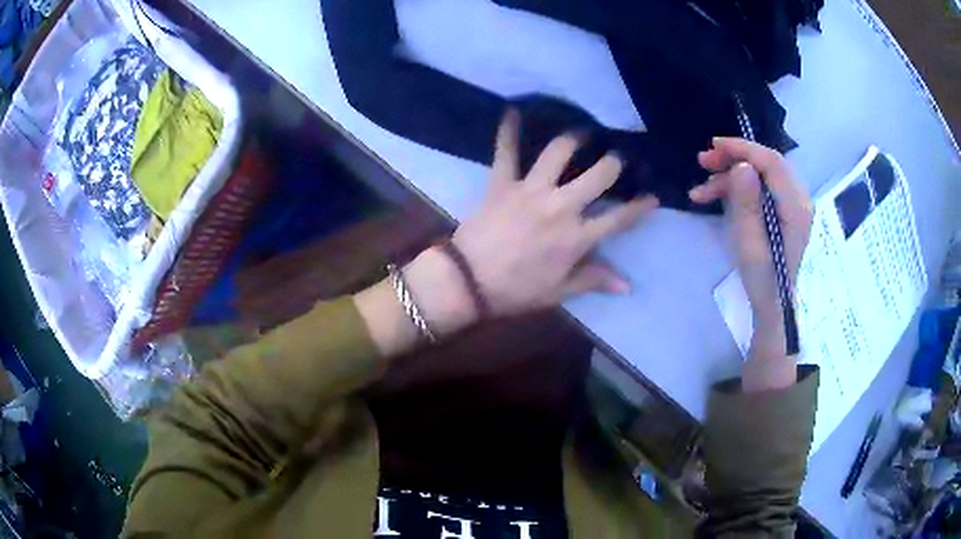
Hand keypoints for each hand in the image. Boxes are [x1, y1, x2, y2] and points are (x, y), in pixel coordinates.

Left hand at [450, 110, 658, 317]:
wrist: (467, 282)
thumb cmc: (515, 291)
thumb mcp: (558, 292)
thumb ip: (594, 280)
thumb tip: (628, 285)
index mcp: (576, 238)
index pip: (619, 219)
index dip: (640, 207)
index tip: (653, 196)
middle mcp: (560, 207)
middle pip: (599, 175)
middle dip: (614, 162)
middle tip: (617, 157)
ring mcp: (530, 190)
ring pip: (559, 152)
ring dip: (574, 138)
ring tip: (582, 132)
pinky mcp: (502, 183)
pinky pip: (505, 151)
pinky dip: (507, 130)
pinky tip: (513, 109)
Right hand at [691, 138, 812, 389]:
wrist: (774, 307)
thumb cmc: (763, 280)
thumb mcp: (750, 244)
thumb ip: (748, 204)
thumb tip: (742, 167)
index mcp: (796, 207)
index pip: (772, 162)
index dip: (743, 149)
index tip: (714, 146)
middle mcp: (798, 199)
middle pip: (766, 163)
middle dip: (734, 158)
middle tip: (704, 162)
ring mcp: (791, 204)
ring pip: (759, 175)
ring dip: (730, 176)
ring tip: (701, 190)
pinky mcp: (782, 211)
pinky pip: (759, 188)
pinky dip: (736, 189)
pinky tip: (711, 197)